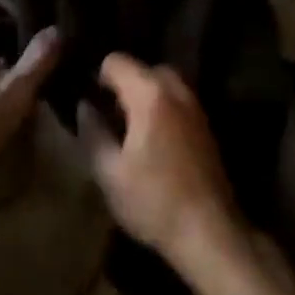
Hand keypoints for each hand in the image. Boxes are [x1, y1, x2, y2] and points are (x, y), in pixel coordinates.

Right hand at [78, 54, 243, 263]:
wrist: (210, 233)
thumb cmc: (154, 202)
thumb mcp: (109, 172)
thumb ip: (92, 132)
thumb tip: (84, 107)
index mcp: (150, 95)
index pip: (116, 61)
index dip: (97, 77)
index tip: (90, 103)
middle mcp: (176, 91)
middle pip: (144, 69)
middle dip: (124, 85)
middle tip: (109, 116)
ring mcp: (196, 108)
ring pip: (164, 84)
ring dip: (144, 96)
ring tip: (128, 129)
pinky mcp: (206, 127)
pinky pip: (178, 101)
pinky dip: (162, 108)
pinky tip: (152, 142)